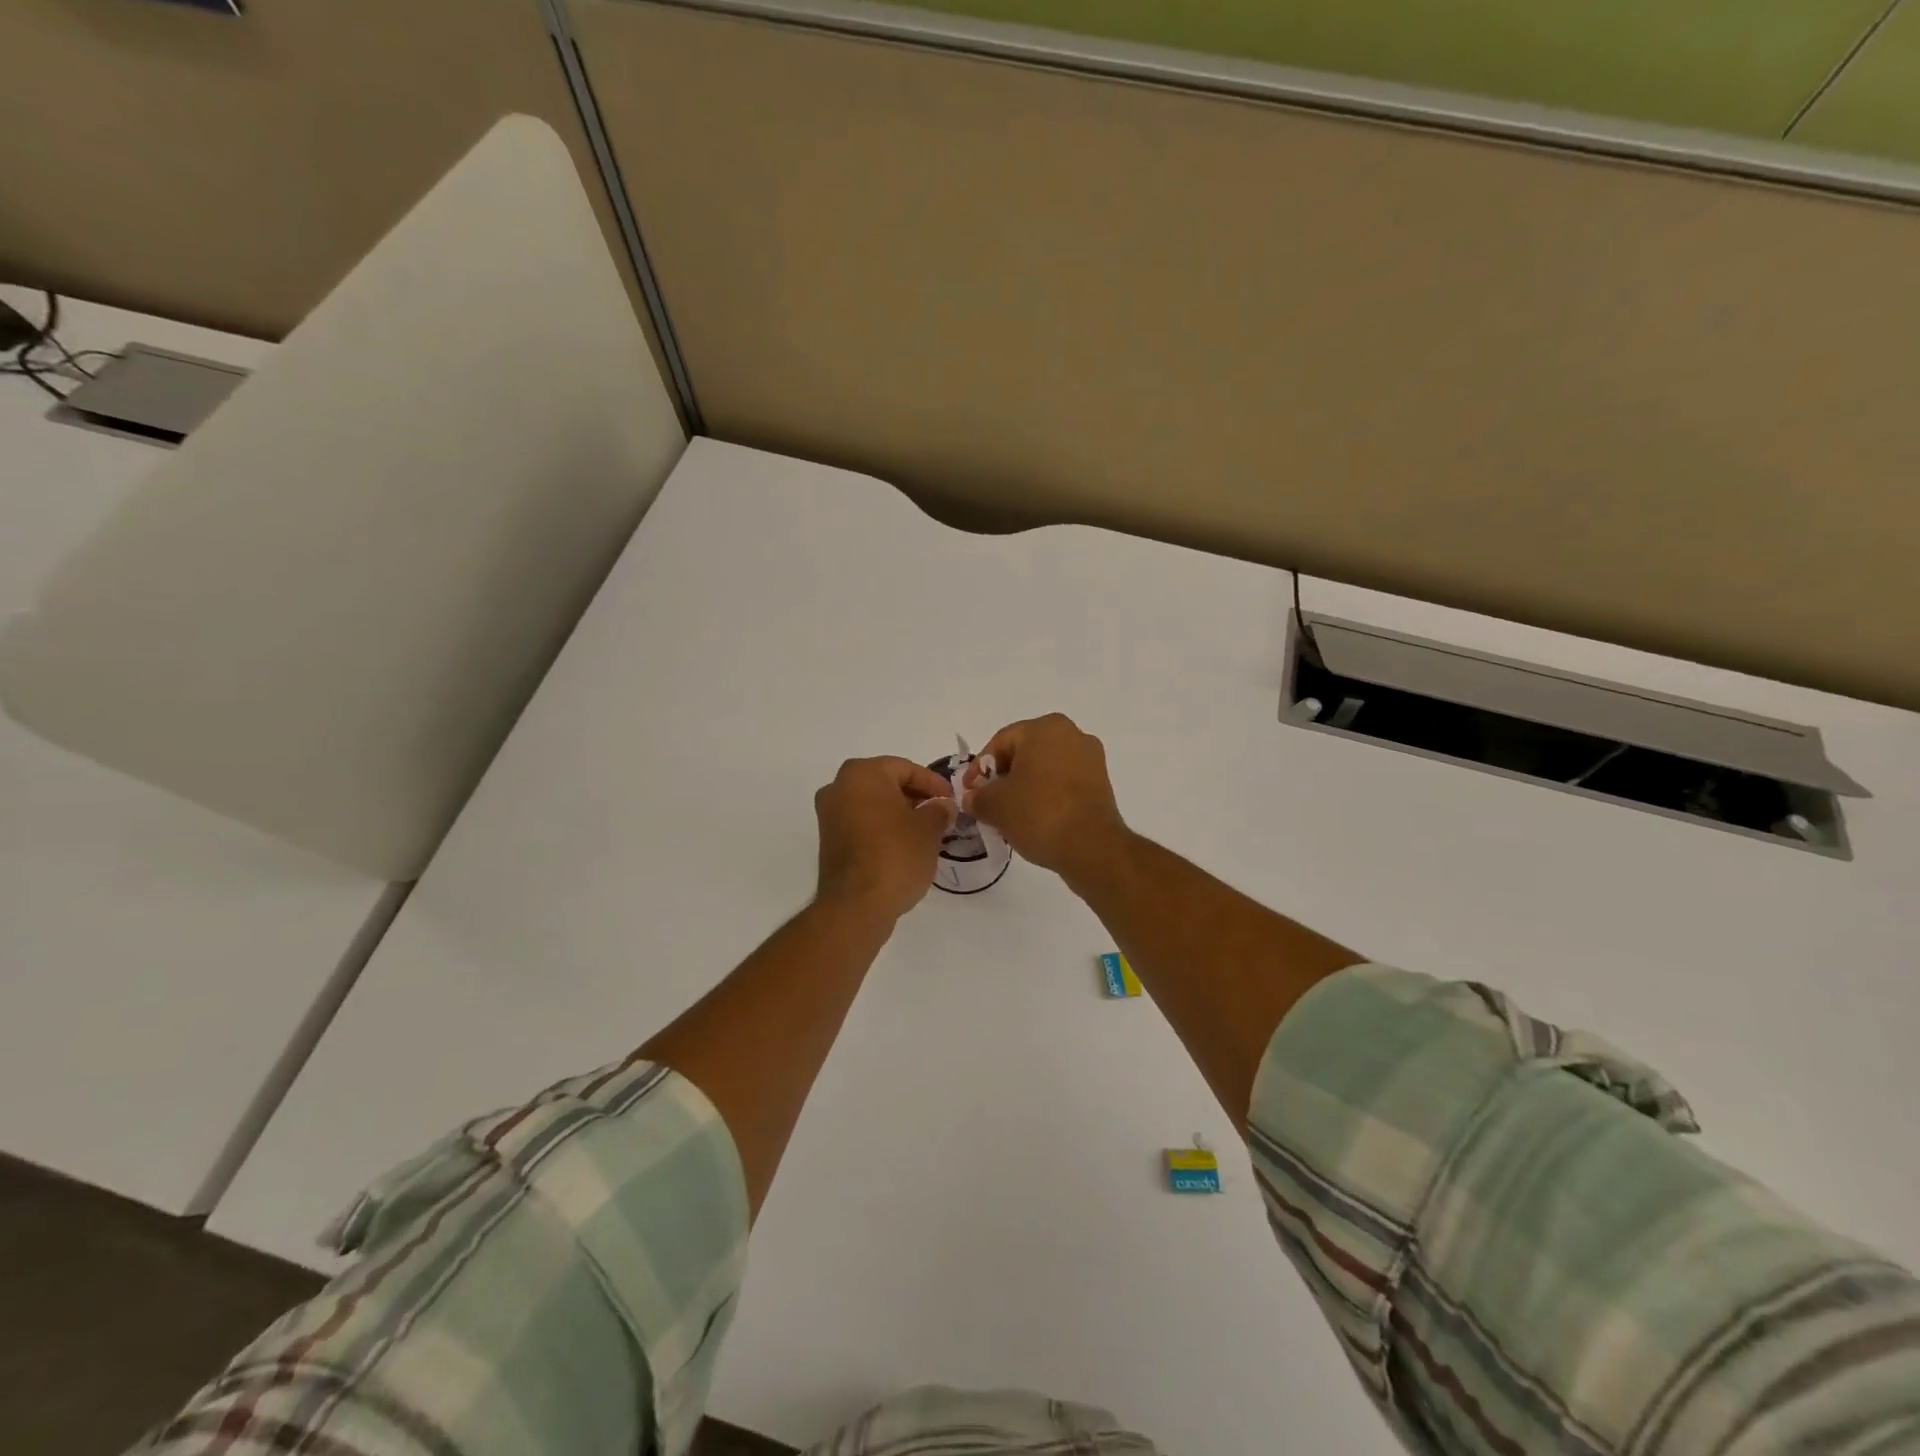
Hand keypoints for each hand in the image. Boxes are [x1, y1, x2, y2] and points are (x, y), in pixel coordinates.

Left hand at [814, 756, 955, 921]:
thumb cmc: (896, 855)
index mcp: (862, 773)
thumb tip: (943, 806)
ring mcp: (829, 814)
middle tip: (939, 813)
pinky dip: (882, 828)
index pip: (905, 768)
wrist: (856, 905)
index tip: (951, 800)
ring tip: (925, 831)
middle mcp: (839, 786)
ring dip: (898, 813)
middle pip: (886, 783)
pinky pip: (861, 823)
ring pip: (872, 804)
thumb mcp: (929, 829)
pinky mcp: (828, 840)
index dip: (933, 783)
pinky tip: (903, 845)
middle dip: (914, 796)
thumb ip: (939, 810)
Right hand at [962, 714, 1127, 877]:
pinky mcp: (1102, 784)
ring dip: (1025, 789)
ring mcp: (1091, 759)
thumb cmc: (1038, 812)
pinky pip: (1064, 784)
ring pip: (1045, 770)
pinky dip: (1046, 797)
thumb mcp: (995, 805)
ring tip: (1010, 816)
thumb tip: (972, 799)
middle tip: (987, 803)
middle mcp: (1073, 734)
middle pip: (1025, 754)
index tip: (969, 792)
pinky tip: (1035, 820)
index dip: (979, 768)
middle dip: (1004, 778)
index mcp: (1046, 728)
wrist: (1091, 846)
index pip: (1001, 742)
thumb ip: (977, 797)